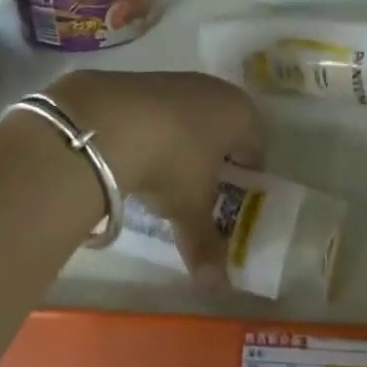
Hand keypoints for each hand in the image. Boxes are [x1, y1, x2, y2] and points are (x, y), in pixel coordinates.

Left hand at [47, 71, 264, 288]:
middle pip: (225, 123)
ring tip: (167, 171)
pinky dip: (156, 126)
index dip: (247, 172)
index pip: (256, 143)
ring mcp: (178, 80)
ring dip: (185, 138)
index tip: (233, 195)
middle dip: (216, 152)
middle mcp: (215, 90)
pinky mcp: (143, 79)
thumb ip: (205, 244)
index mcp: (240, 114)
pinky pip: (161, 107)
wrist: (111, 120)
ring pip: (192, 112)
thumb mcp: (190, 208)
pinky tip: (138, 150)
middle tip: (202, 186)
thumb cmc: (172, 162)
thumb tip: (217, 287)